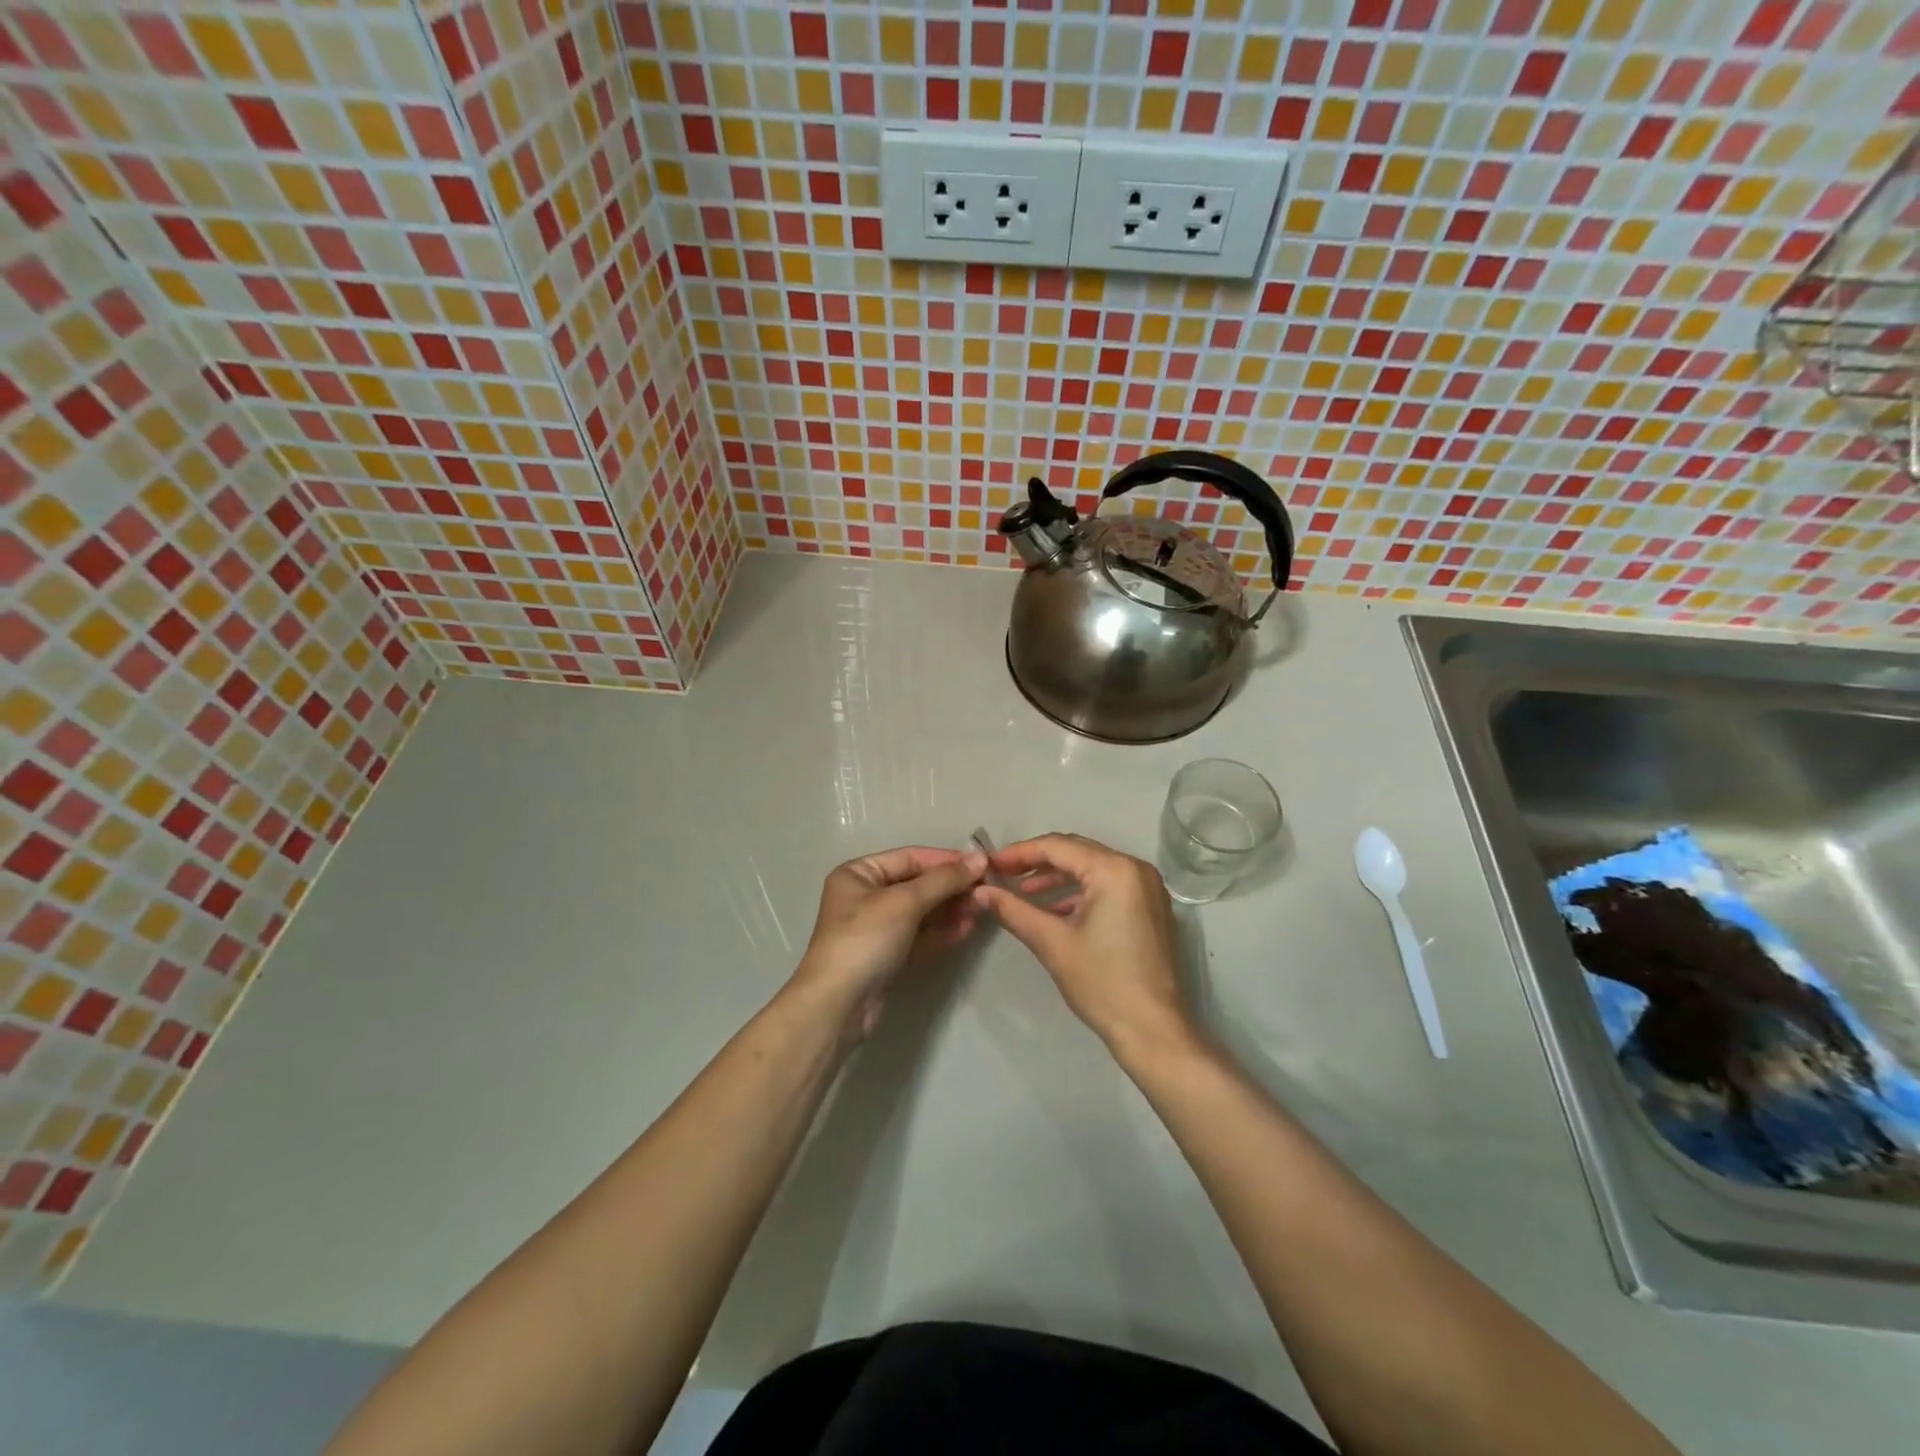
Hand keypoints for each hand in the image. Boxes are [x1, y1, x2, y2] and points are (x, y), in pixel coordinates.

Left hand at [790, 846, 986, 1041]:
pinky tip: (967, 928)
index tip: (984, 864)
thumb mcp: (904, 902)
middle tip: (987, 889)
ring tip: (982, 908)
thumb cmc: (865, 939)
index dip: (947, 860)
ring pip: (921, 911)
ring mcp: (876, 928)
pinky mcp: (888, 956)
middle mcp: (865, 896)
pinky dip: (942, 931)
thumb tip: (980, 858)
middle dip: (951, 886)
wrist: (838, 1005)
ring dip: (951, 908)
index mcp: (859, 873)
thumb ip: (943, 880)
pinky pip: (920, 936)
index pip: (910, 858)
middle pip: (917, 884)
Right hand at [974, 834, 1196, 1061]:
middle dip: (1037, 862)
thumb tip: (980, 892)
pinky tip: (1053, 910)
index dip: (1020, 853)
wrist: (1153, 1030)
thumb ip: (1014, 910)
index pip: (1058, 847)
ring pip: (1092, 869)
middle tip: (1002, 875)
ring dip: (1056, 879)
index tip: (990, 864)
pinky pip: (1108, 886)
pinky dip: (1079, 893)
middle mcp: (1135, 868)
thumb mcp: (1052, 943)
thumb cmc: (1102, 983)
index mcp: (1114, 870)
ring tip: (1022, 893)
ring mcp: (1147, 888)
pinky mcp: (1150, 908)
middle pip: (1076, 852)